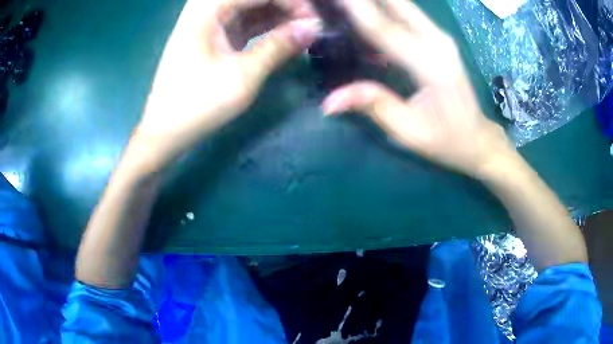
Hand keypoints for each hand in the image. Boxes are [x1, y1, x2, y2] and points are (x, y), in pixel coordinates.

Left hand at [133, 0, 321, 167]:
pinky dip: (267, 29)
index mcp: (207, 8)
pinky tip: (287, 37)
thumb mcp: (242, 76)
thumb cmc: (198, 105)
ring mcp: (210, 21)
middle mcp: (207, 8)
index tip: (315, 20)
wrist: (166, 131)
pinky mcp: (214, 36)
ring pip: (253, 8)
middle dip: (287, 7)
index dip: (292, 2)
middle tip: (312, 26)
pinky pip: (247, 23)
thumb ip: (279, 47)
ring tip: (305, 32)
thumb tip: (313, 28)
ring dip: (279, 17)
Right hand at [322, 0, 512, 176]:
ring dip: (378, 0)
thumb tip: (329, 102)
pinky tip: (370, 8)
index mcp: (432, 67)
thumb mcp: (409, 132)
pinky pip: (409, 15)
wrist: (478, 137)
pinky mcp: (440, 39)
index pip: (385, 29)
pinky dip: (387, 7)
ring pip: (404, 6)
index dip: (357, 9)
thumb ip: (373, 106)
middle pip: (398, 5)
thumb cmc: (446, 140)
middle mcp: (439, 43)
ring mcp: (442, 38)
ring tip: (350, 1)